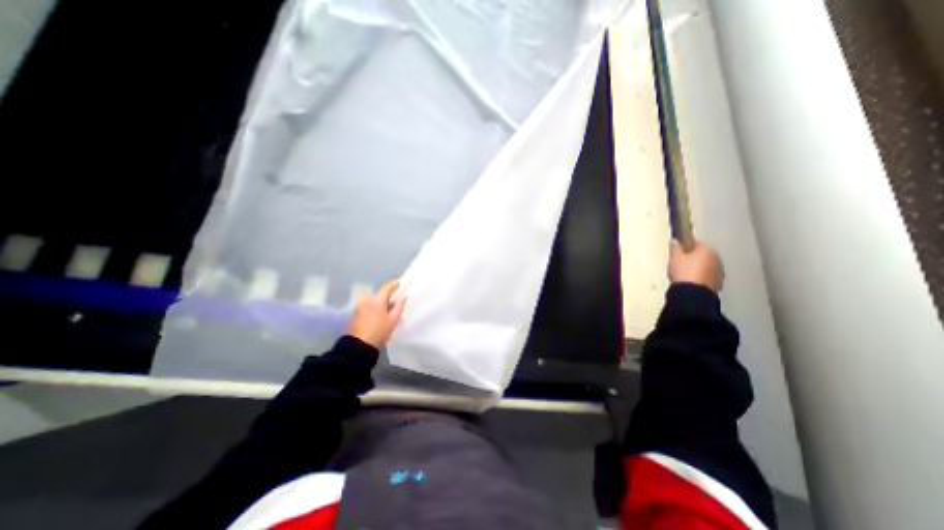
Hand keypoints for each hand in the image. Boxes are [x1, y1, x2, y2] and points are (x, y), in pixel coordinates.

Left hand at [345, 280, 404, 349]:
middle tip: (398, 299)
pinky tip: (381, 314)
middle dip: (389, 296)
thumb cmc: (379, 331)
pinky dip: (376, 307)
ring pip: (374, 300)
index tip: (402, 282)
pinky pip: (369, 306)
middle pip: (380, 294)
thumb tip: (403, 296)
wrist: (359, 345)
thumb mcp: (393, 319)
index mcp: (377, 299)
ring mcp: (360, 306)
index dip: (395, 284)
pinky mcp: (356, 314)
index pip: (387, 287)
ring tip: (390, 309)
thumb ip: (399, 306)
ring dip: (382, 302)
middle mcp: (367, 299)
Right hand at [666, 239, 724, 293]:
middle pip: (703, 255)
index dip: (685, 247)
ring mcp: (720, 271)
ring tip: (686, 274)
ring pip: (707, 266)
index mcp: (707, 249)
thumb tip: (676, 241)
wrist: (693, 293)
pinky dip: (702, 277)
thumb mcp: (674, 257)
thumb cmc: (683, 271)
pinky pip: (708, 276)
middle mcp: (717, 258)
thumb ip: (675, 247)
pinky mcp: (718, 283)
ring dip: (699, 268)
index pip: (696, 243)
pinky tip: (692, 281)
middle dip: (694, 258)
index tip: (677, 253)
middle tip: (681, 264)